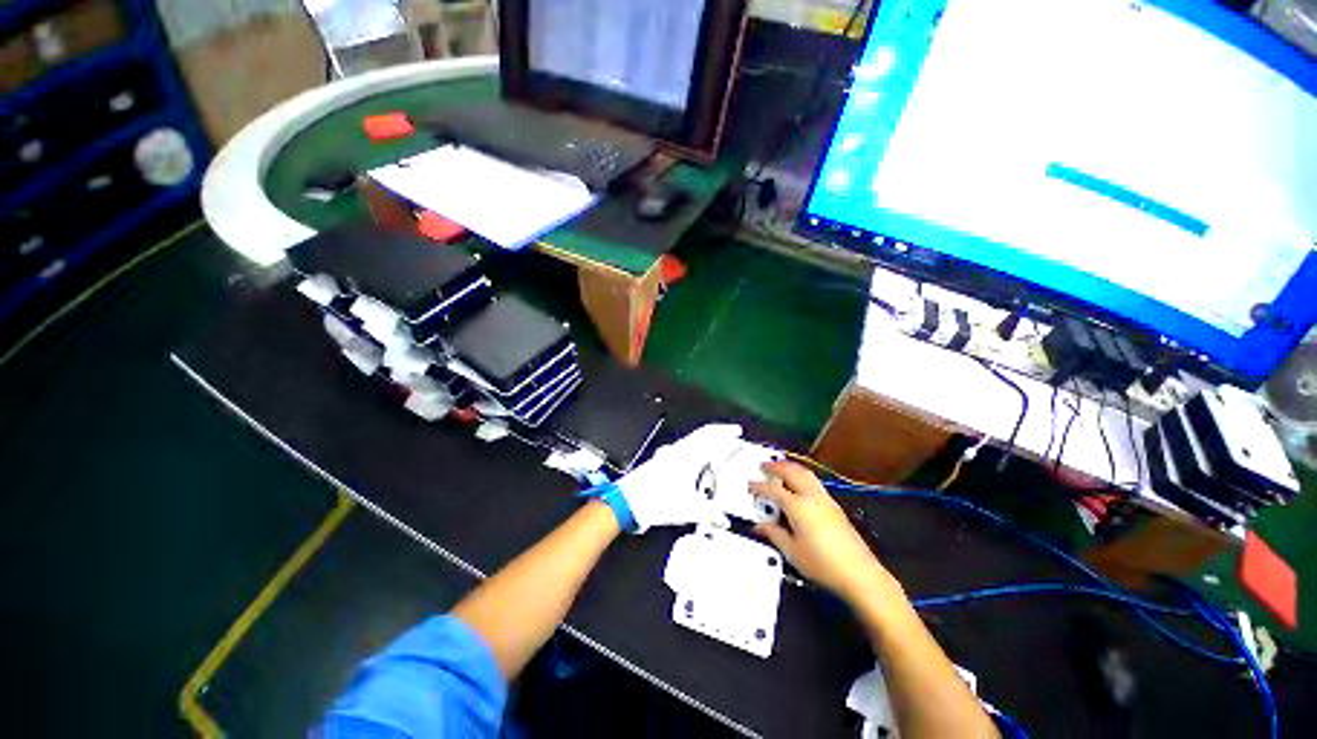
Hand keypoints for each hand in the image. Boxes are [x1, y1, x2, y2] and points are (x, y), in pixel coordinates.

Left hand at [613, 424, 743, 532]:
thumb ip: (709, 514)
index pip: (710, 435)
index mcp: (687, 455)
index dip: (725, 431)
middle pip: (701, 434)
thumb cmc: (656, 501)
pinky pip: (683, 448)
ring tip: (717, 451)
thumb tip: (724, 520)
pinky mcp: (660, 460)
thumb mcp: (688, 509)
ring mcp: (668, 454)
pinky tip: (696, 463)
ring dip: (706, 442)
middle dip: (718, 434)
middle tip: (731, 439)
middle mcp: (678, 450)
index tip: (737, 430)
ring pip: (692, 441)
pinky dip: (695, 449)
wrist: (627, 501)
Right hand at [751, 461, 900, 605]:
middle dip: (776, 467)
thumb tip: (760, 526)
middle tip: (764, 466)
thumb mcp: (792, 552)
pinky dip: (801, 475)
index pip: (773, 490)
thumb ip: (774, 534)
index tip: (749, 485)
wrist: (859, 573)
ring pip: (805, 473)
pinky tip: (799, 482)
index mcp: (798, 506)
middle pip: (791, 472)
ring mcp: (825, 499)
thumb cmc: (822, 564)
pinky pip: (814, 481)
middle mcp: (811, 497)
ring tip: (780, 467)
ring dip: (790, 467)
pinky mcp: (835, 506)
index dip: (759, 486)